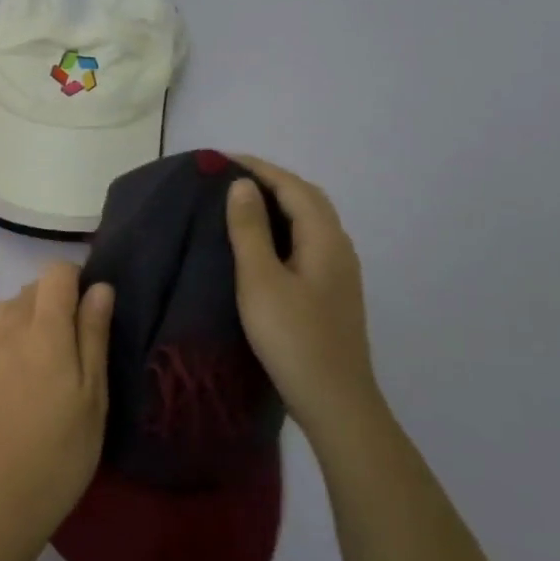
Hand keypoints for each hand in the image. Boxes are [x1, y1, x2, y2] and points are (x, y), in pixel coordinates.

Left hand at [0, 262, 113, 543]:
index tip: (95, 310)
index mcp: (43, 329)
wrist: (8, 494)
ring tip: (60, 354)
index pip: (55, 272)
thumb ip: (94, 334)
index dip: (78, 280)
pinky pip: (2, 327)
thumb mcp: (94, 392)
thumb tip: (100, 287)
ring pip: (15, 304)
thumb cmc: (64, 446)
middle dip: (60, 299)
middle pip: (34, 286)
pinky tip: (37, 367)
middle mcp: (11, 327)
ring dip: (38, 314)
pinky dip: (20, 331)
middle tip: (84, 342)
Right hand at [224, 157, 383, 446]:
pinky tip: (261, 242)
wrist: (335, 401)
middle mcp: (338, 247)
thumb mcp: (260, 280)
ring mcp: (339, 271)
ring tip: (239, 202)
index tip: (220, 159)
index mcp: (324, 238)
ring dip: (278, 203)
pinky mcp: (331, 291)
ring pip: (309, 221)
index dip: (258, 167)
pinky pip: (306, 241)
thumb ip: (250, 229)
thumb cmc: (293, 338)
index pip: (292, 186)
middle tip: (227, 176)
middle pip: (306, 199)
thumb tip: (242, 185)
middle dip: (270, 180)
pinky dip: (283, 227)